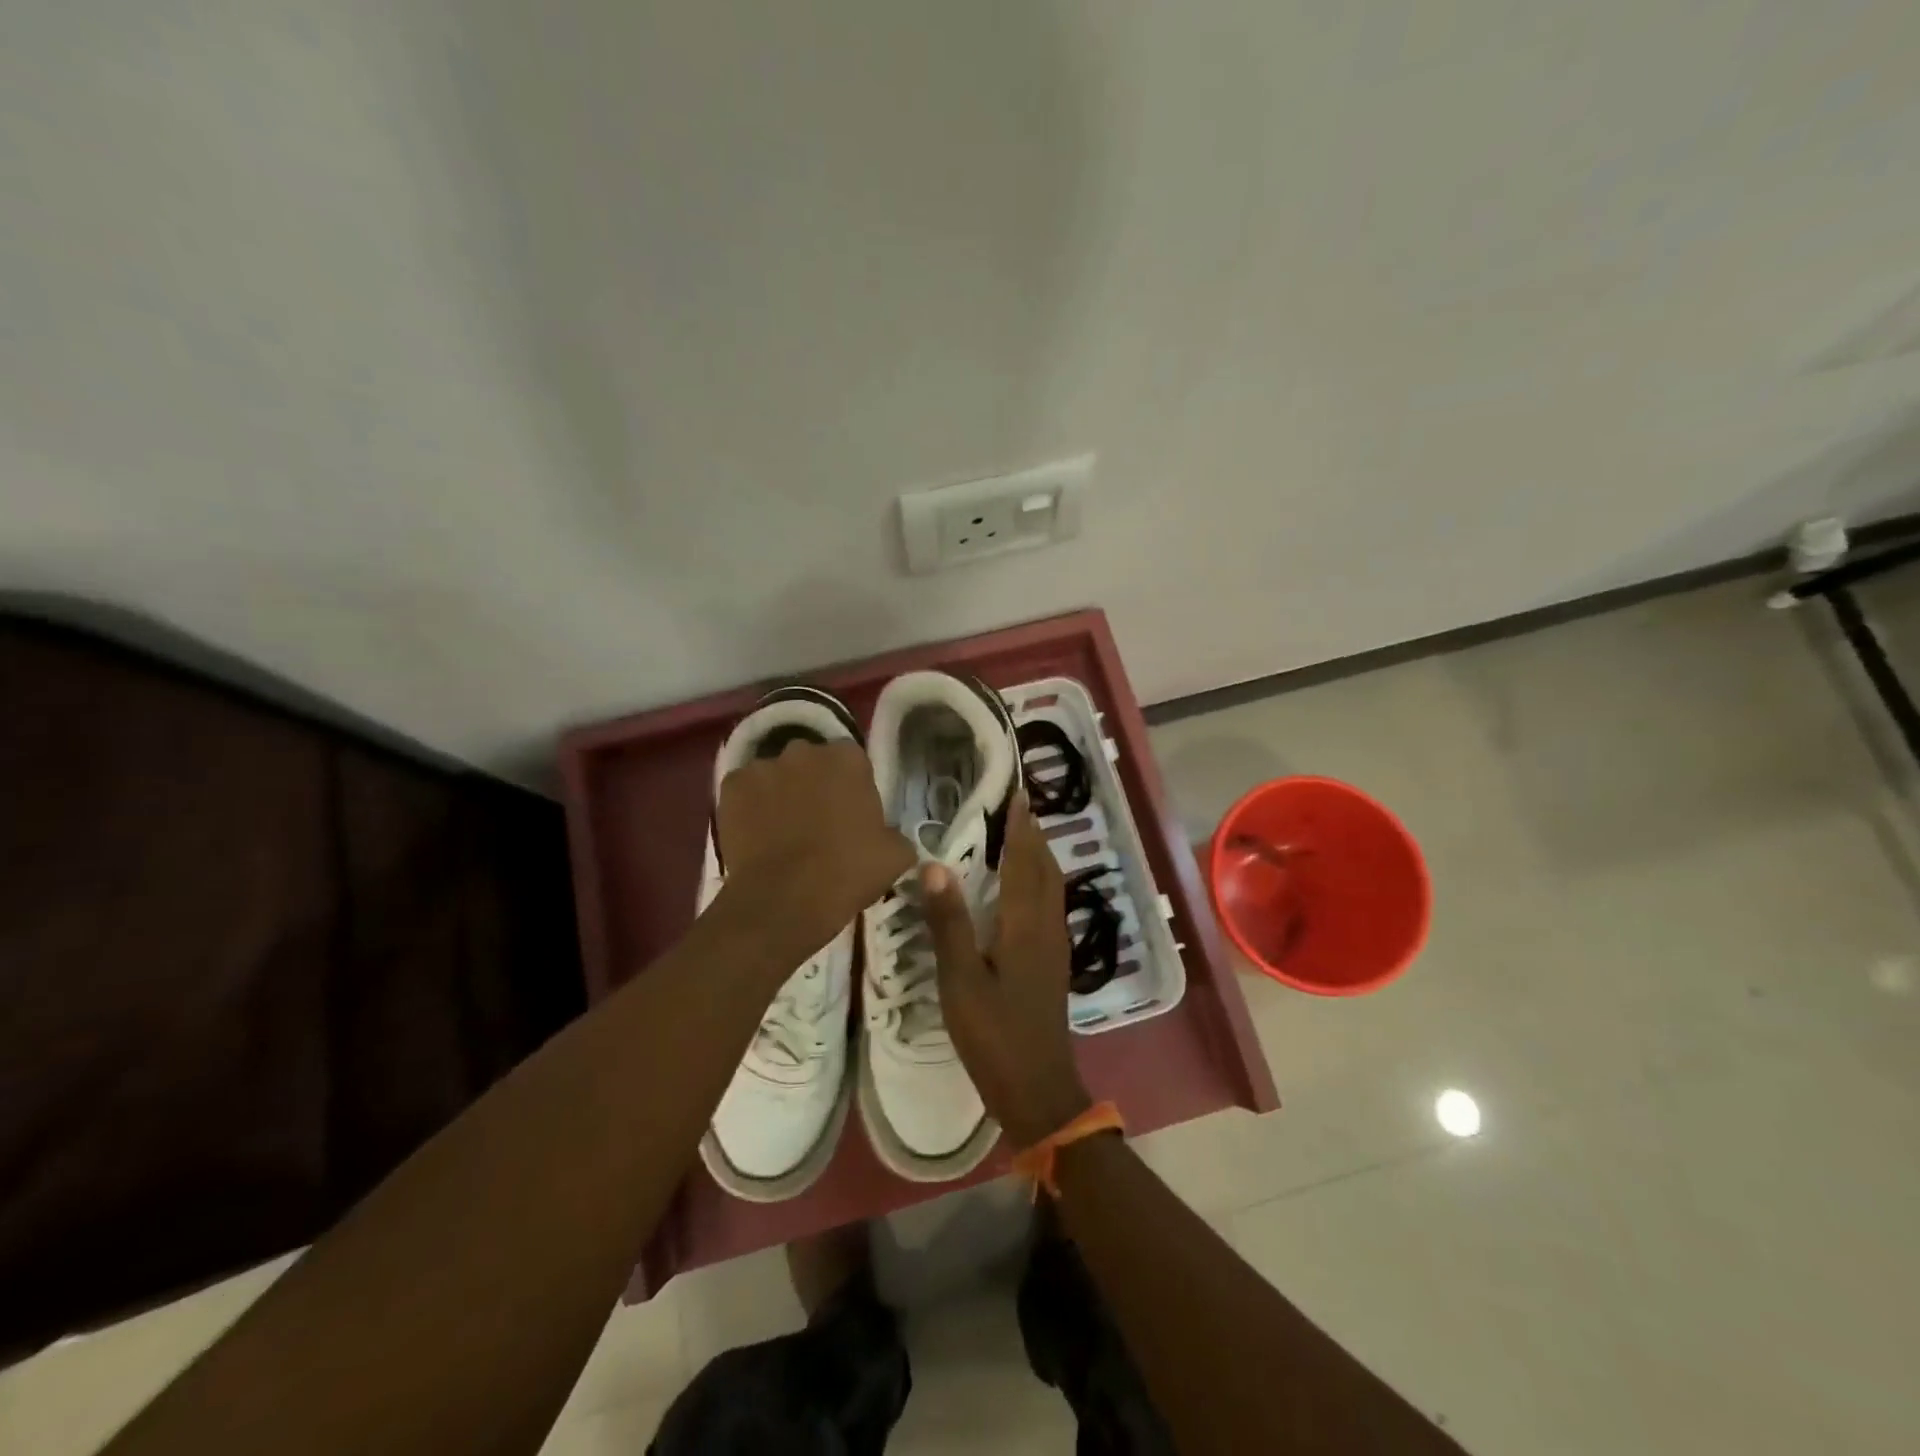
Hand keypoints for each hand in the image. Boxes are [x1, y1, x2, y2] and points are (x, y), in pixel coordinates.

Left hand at [716, 738, 914, 959]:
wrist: (785, 900)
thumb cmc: (847, 872)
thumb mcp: (895, 855)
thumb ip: (895, 834)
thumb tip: (889, 837)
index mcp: (848, 758)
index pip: (854, 763)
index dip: (852, 789)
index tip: (852, 815)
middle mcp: (805, 750)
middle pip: (813, 763)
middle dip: (816, 785)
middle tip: (818, 822)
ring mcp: (763, 766)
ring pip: (777, 776)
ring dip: (782, 794)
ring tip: (783, 832)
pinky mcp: (731, 786)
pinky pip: (746, 792)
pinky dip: (751, 807)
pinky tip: (757, 836)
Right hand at [921, 795, 1091, 1146]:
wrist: (1037, 1088)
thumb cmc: (994, 1034)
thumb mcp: (960, 980)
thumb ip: (948, 922)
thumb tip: (935, 865)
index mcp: (1024, 924)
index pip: (1024, 861)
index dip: (1020, 827)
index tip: (1016, 794)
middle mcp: (1046, 926)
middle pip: (1045, 869)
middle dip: (1033, 835)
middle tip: (1016, 807)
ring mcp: (1053, 946)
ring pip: (1051, 887)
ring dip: (1038, 856)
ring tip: (1020, 836)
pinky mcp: (1052, 962)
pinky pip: (1049, 905)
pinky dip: (1038, 881)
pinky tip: (1023, 890)